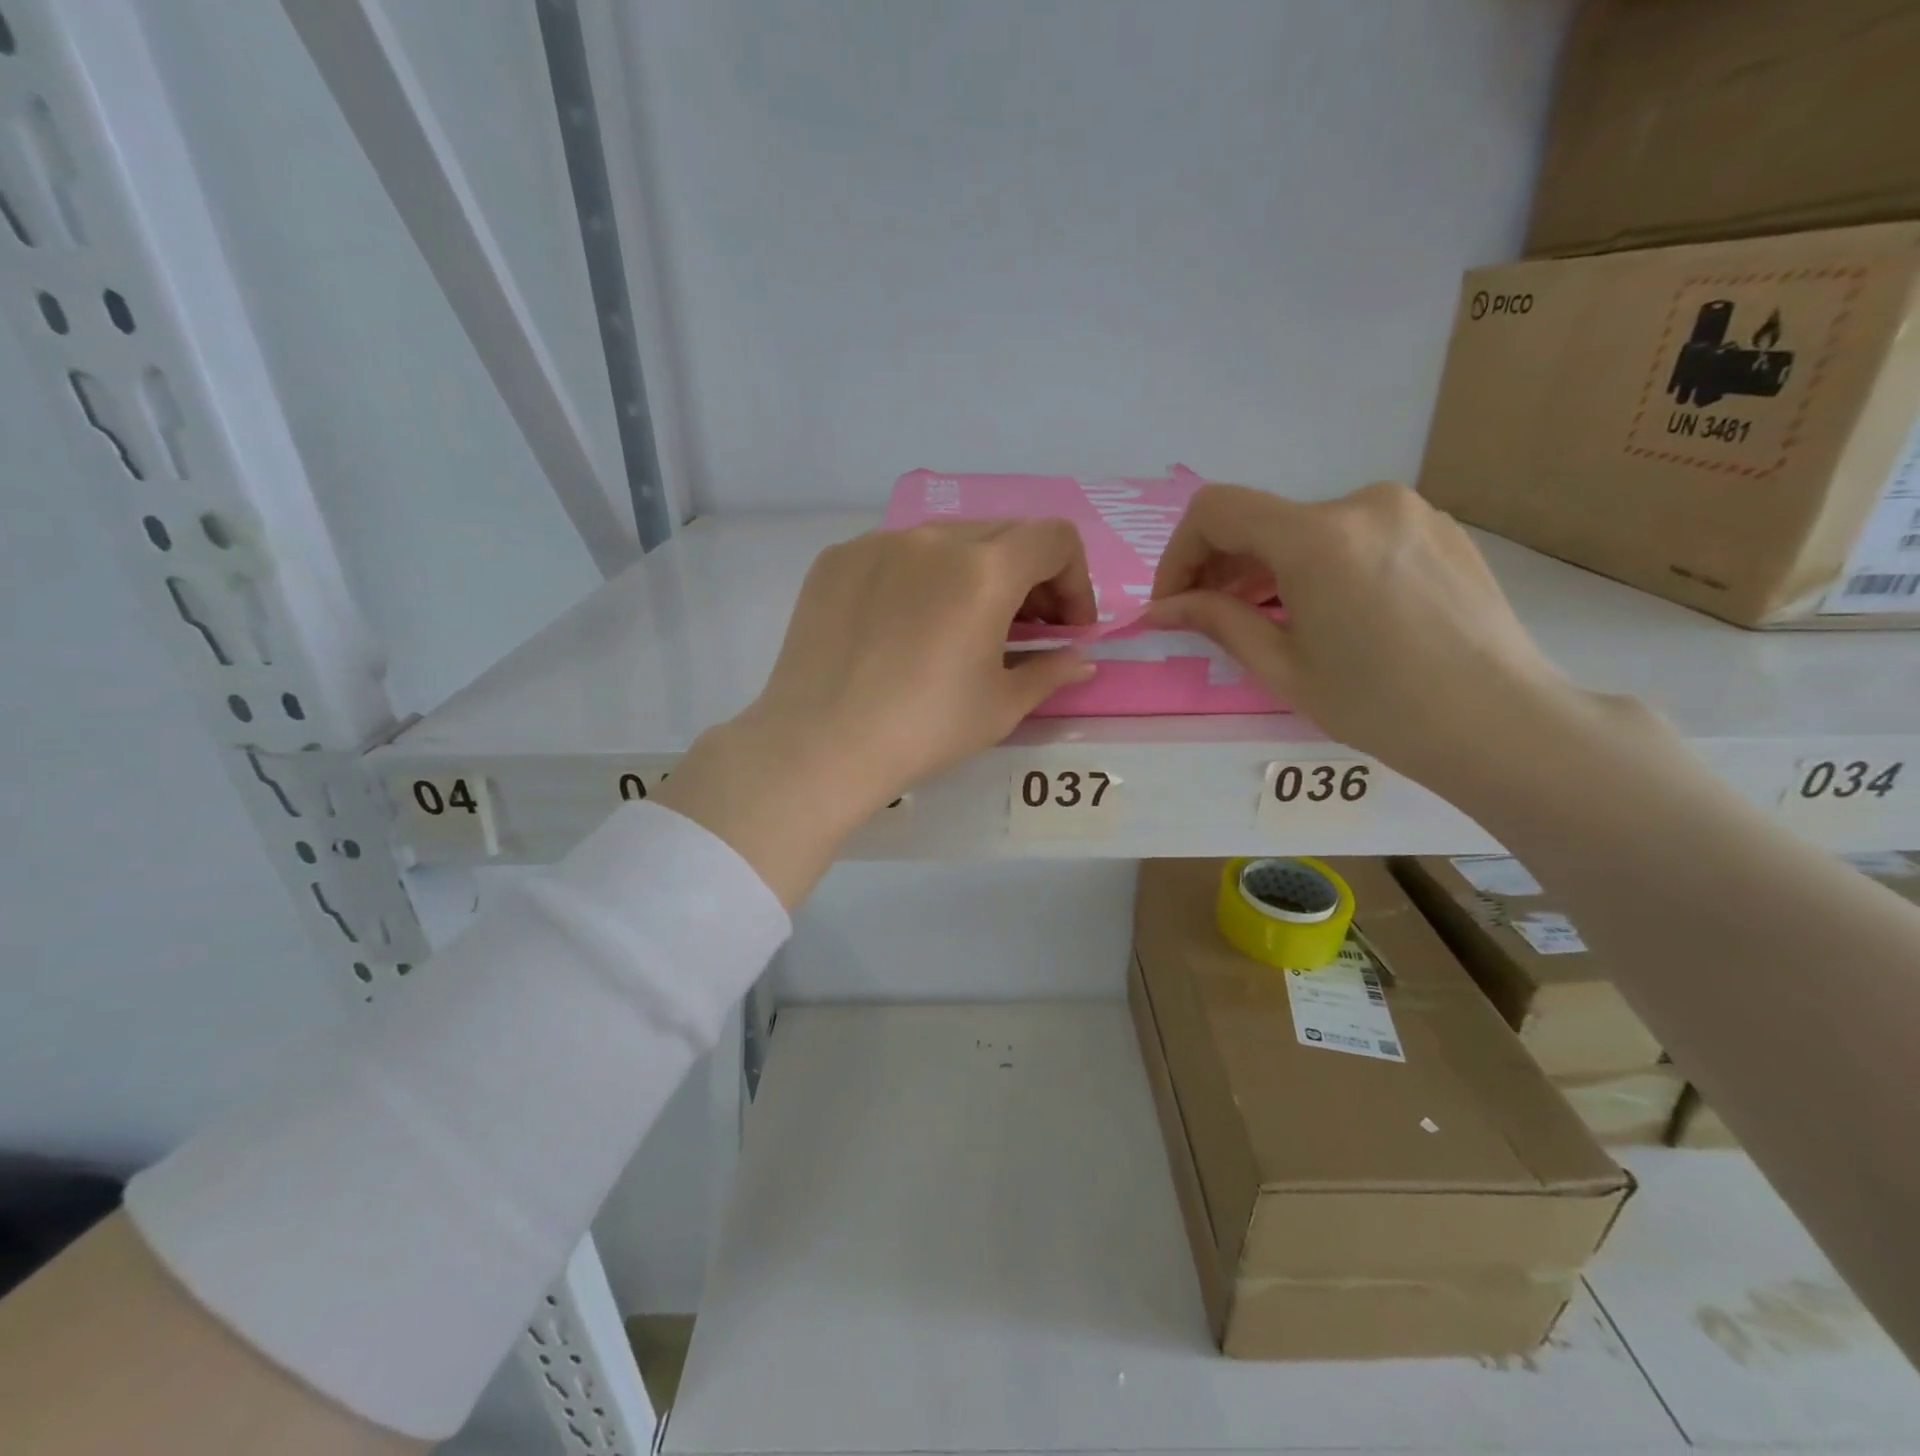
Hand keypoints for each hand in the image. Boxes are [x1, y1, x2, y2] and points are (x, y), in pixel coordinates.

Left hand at [656, 521, 1095, 905]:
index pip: (1054, 539)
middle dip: (1029, 576)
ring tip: (961, 625)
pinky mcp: (837, 559)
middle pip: (1004, 534)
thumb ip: (1051, 671)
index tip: (1066, 627)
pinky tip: (904, 626)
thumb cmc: (924, 730)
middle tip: (1024, 628)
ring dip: (973, 572)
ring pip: (947, 539)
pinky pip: (896, 553)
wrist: (819, 745)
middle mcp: (932, 538)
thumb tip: (1081, 660)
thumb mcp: (1001, 706)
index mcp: (984, 570)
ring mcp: (877, 543)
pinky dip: (919, 577)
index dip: (1075, 580)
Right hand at [1149, 482, 1584, 790]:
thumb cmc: (1379, 705)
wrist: (1500, 723)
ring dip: (1269, 567)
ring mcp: (1407, 510)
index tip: (1174, 603)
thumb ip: (1217, 621)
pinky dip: (1318, 564)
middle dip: (1221, 566)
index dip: (1179, 554)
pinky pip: (1352, 534)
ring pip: (1306, 528)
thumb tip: (1160, 609)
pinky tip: (1327, 612)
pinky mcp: (1436, 527)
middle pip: (1261, 519)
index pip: (1216, 511)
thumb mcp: (1282, 667)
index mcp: (1318, 536)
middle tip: (1210, 618)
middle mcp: (1362, 502)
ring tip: (1268, 619)